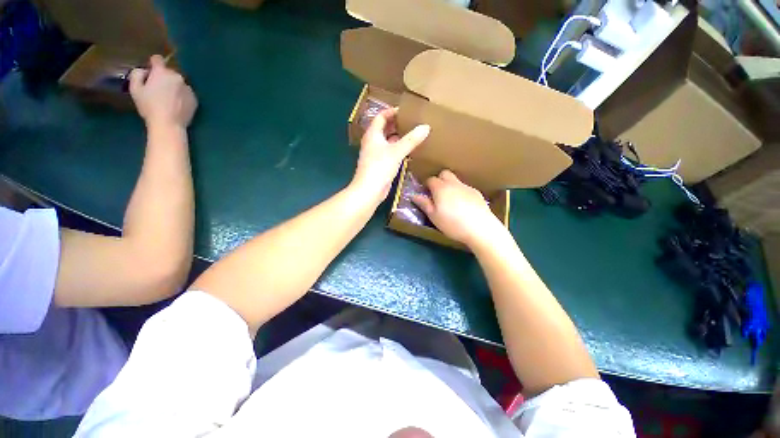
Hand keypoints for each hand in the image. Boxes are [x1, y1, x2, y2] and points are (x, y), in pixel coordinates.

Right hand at [129, 55, 197, 129]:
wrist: (169, 124)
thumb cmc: (149, 106)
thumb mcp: (135, 89)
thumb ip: (137, 74)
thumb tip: (144, 71)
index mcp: (162, 72)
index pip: (157, 59)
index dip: (153, 63)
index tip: (151, 71)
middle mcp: (177, 77)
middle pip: (169, 73)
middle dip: (163, 78)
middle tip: (157, 90)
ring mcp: (188, 88)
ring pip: (178, 83)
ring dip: (173, 87)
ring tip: (168, 100)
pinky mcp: (194, 99)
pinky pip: (186, 94)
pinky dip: (181, 96)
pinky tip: (176, 105)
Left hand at [351, 108, 429, 203]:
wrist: (369, 190)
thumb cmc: (380, 167)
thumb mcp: (396, 152)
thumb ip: (411, 140)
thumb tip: (426, 127)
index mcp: (373, 135)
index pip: (381, 117)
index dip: (392, 112)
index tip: (405, 112)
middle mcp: (372, 142)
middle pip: (384, 129)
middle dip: (397, 124)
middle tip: (412, 122)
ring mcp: (375, 154)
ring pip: (387, 141)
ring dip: (398, 138)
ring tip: (413, 135)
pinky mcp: (380, 165)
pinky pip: (390, 152)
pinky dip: (398, 150)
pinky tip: (408, 151)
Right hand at [412, 170, 504, 247]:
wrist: (480, 228)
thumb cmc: (452, 224)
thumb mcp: (434, 216)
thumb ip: (424, 204)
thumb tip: (414, 195)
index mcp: (441, 188)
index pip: (431, 179)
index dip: (427, 186)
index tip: (427, 195)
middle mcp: (454, 183)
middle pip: (445, 174)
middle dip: (439, 180)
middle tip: (438, 195)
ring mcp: (467, 187)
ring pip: (456, 181)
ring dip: (451, 187)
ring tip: (451, 203)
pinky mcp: (477, 193)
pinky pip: (465, 189)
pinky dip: (461, 193)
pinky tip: (464, 207)